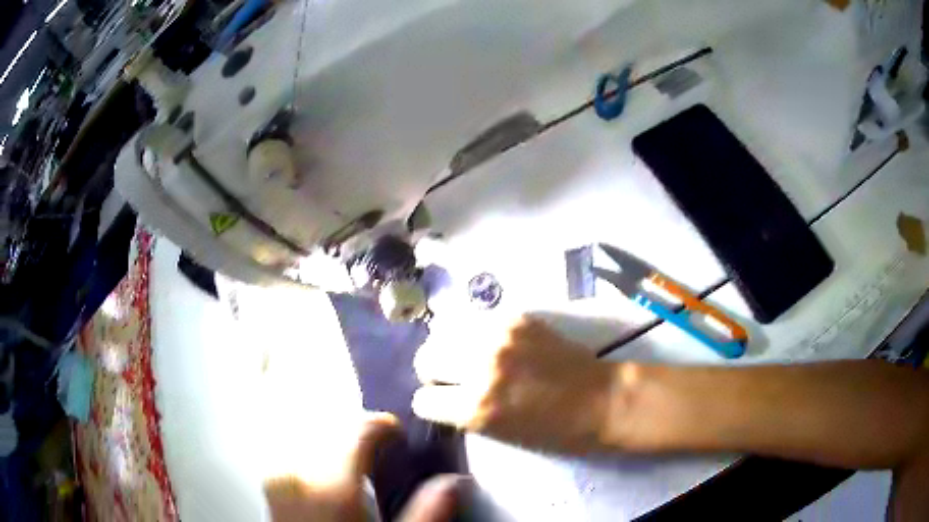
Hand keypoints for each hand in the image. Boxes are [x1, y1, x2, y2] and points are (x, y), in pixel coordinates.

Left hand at [264, 414, 462, 521]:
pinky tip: (316, 463)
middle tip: (374, 442)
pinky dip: (304, 448)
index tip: (396, 432)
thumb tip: (454, 482)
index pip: (357, 433)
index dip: (381, 425)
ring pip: (302, 436)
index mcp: (332, 484)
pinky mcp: (271, 489)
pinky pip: (286, 452)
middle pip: (326, 428)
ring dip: (327, 435)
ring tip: (346, 449)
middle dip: (352, 429)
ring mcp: (278, 479)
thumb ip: (427, 511)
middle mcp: (299, 474)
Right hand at [413, 315, 616, 453]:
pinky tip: (492, 345)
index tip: (443, 403)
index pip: (423, 400)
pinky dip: (476, 334)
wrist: (600, 399)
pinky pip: (476, 321)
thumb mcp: (498, 435)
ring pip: (445, 333)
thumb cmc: (553, 431)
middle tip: (453, 377)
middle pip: (426, 358)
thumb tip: (440, 396)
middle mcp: (480, 366)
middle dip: (434, 371)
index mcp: (475, 407)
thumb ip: (463, 413)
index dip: (433, 404)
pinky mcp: (515, 317)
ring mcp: (498, 336)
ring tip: (469, 357)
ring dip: (452, 348)